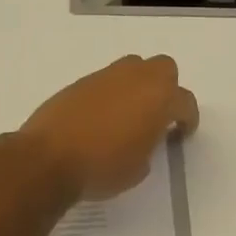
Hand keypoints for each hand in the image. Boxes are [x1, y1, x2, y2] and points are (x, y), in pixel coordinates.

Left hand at [18, 55, 199, 200]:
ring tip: (129, 113)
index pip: (185, 101)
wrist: (48, 159)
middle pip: (164, 68)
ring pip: (133, 67)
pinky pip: (106, 80)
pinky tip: (101, 117)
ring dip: (138, 85)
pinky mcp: (80, 82)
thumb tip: (142, 137)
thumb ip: (149, 145)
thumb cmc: (103, 167)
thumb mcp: (139, 167)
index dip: (188, 118)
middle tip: (158, 114)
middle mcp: (136, 79)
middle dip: (166, 88)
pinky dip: (111, 93)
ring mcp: (106, 76)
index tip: (181, 133)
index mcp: (159, 99)